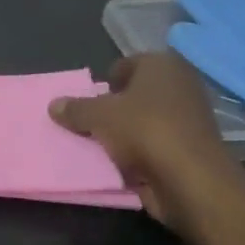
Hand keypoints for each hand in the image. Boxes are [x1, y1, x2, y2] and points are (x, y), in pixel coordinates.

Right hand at [49, 53, 244, 233]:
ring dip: (124, 134)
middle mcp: (180, 85)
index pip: (125, 65)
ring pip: (144, 122)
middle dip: (114, 109)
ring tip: (101, 147)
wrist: (191, 180)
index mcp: (162, 64)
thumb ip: (74, 109)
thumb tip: (53, 105)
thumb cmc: (144, 130)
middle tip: (91, 124)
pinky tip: (119, 166)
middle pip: (135, 94)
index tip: (90, 103)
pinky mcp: (191, 149)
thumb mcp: (97, 115)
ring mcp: (189, 119)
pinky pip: (155, 146)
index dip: (105, 82)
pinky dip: (139, 155)